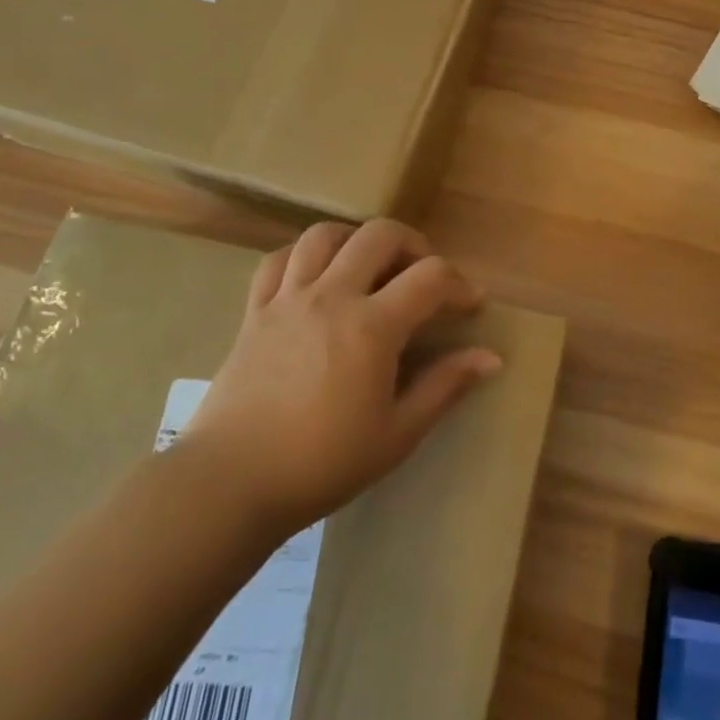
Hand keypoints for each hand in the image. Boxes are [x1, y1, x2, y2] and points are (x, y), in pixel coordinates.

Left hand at [178, 220, 500, 536]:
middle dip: (413, 245)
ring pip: (324, 235)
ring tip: (369, 266)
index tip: (469, 306)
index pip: (431, 277)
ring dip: (356, 240)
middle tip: (423, 275)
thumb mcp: (396, 434)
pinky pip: (277, 261)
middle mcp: (332, 296)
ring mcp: (288, 298)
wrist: (229, 484)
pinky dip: (301, 256)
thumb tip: (491, 358)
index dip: (459, 284)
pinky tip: (314, 277)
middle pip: (380, 234)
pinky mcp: (254, 311)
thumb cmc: (321, 464)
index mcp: (372, 325)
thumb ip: (444, 387)